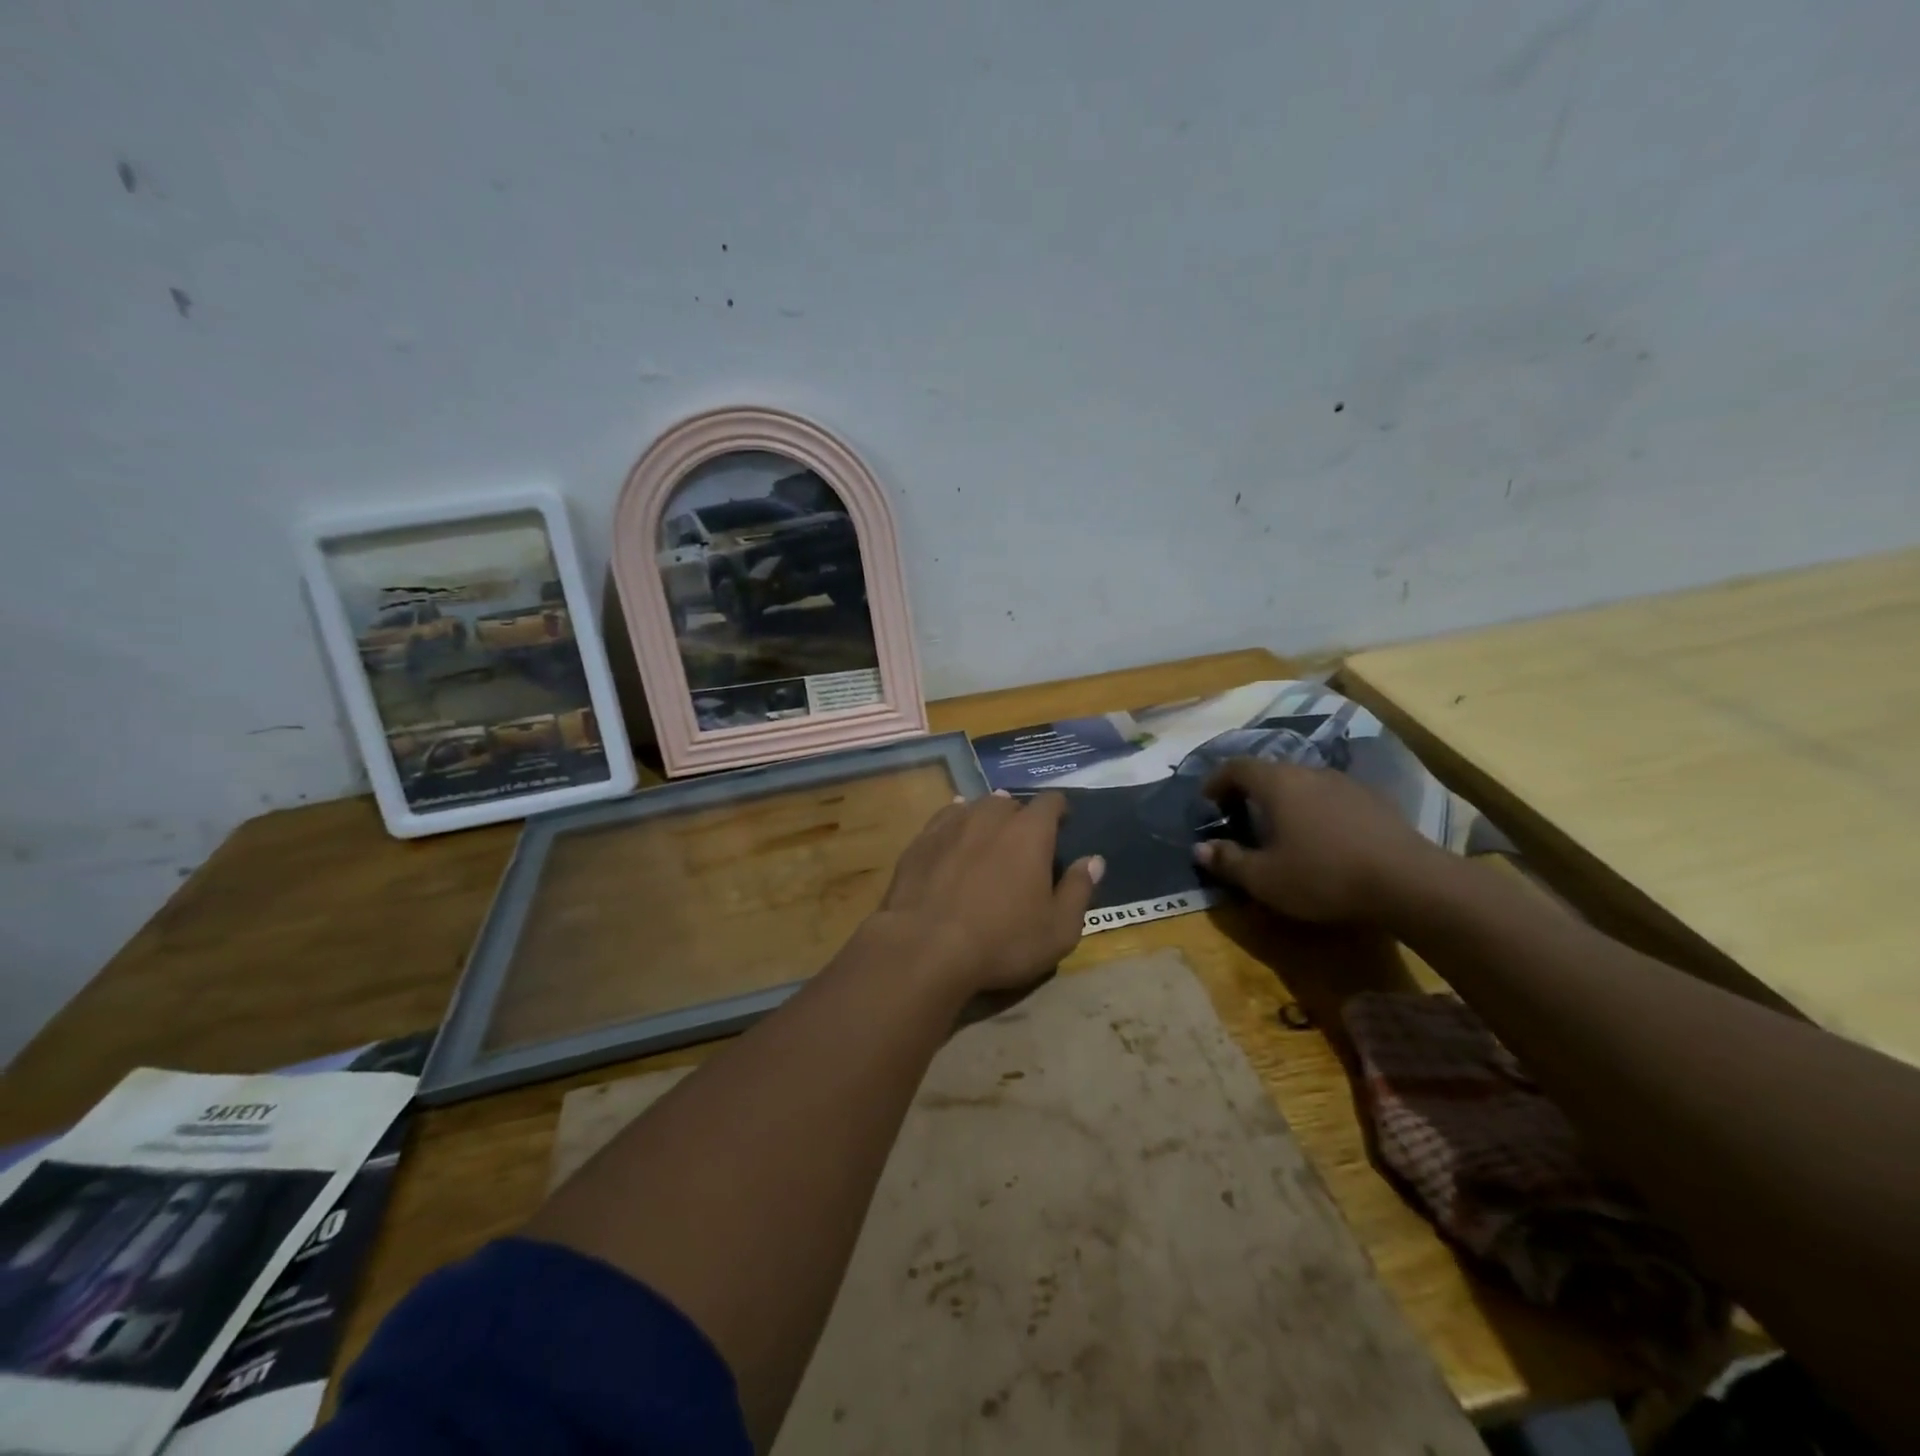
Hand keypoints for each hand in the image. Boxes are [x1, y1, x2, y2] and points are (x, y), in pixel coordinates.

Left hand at [876, 792, 1103, 994]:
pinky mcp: (920, 841)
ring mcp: (951, 825)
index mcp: (1030, 832)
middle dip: (1021, 817)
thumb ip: (1079, 890)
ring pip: (975, 808)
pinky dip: (955, 826)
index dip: (1059, 810)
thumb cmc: (1001, 942)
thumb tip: (1094, 861)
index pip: (1051, 802)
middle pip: (1011, 803)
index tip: (1063, 825)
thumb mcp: (1058, 930)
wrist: (924, 947)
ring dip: (987, 819)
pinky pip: (944, 820)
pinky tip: (954, 839)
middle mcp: (990, 817)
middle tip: (1024, 844)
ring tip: (989, 839)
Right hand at [1193, 758, 1444, 923]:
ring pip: (1303, 783)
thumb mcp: (1265, 879)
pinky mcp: (1375, 801)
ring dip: (1284, 801)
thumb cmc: (1324, 876)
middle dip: (1249, 791)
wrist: (1410, 882)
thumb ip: (1229, 861)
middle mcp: (1309, 772)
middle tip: (1239, 817)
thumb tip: (1200, 849)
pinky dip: (1314, 810)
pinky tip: (1322, 839)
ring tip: (1280, 830)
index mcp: (1277, 783)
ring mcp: (1346, 783)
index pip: (1236, 767)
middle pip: (1270, 772)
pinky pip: (1331, 797)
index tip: (1207, 801)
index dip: (1216, 781)